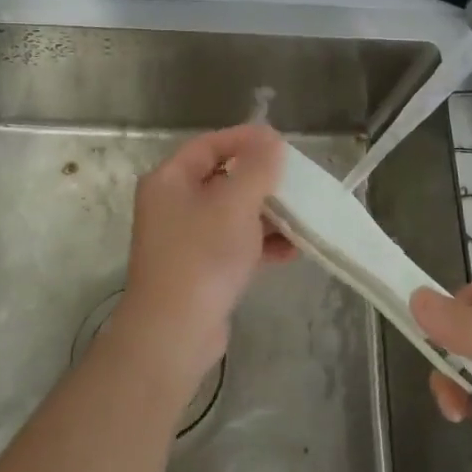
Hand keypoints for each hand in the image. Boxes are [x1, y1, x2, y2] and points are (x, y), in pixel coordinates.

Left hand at [114, 124, 295, 393]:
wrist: (174, 333)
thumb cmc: (203, 255)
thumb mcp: (235, 203)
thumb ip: (257, 167)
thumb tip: (270, 140)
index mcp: (169, 180)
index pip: (209, 144)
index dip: (245, 139)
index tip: (282, 143)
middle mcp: (172, 205)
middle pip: (222, 178)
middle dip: (261, 180)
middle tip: (295, 181)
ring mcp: (185, 239)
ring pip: (232, 214)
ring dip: (267, 214)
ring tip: (301, 217)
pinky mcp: (200, 269)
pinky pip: (234, 244)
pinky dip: (261, 244)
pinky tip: (292, 251)